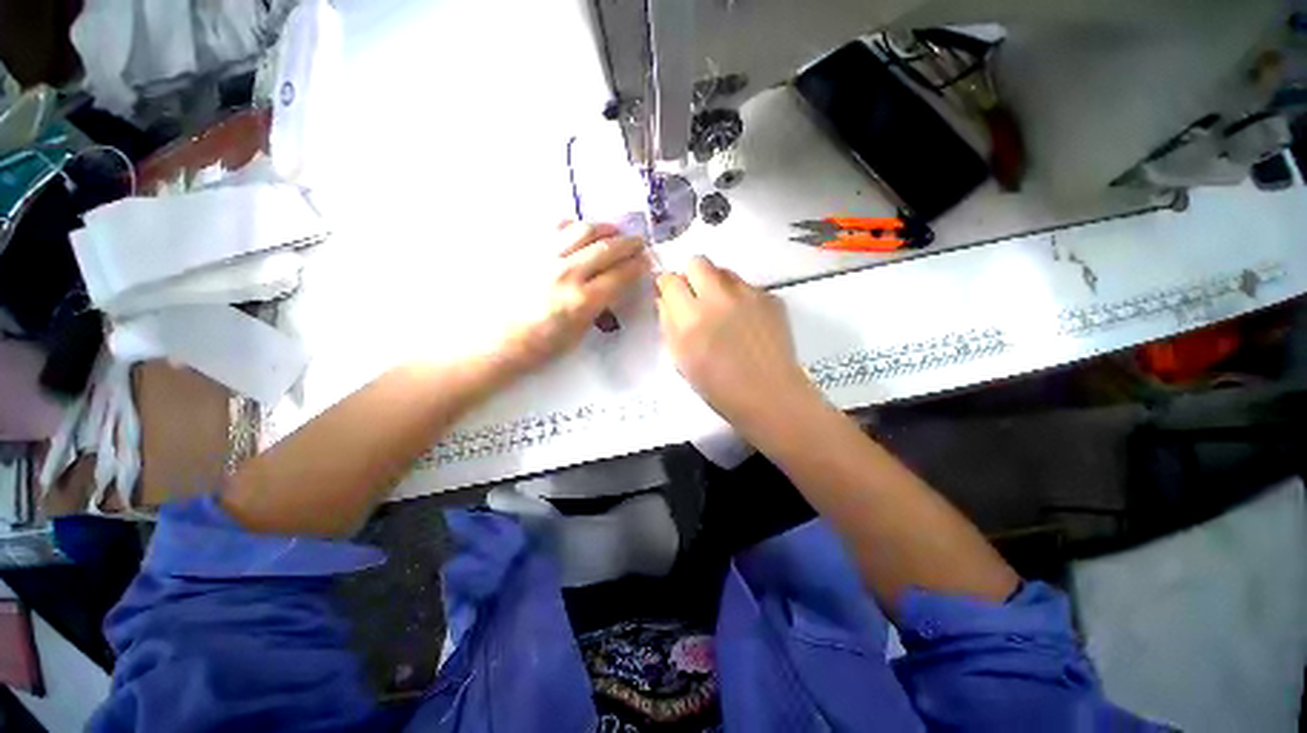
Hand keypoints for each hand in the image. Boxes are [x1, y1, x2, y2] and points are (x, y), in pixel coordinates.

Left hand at [497, 222, 648, 372]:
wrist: (497, 340)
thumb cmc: (542, 346)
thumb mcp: (580, 332)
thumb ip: (600, 305)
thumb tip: (614, 286)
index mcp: (582, 301)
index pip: (620, 275)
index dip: (638, 265)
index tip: (645, 261)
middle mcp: (566, 273)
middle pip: (607, 248)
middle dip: (629, 243)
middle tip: (638, 243)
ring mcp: (544, 257)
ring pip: (583, 229)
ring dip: (605, 228)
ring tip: (612, 232)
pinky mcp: (527, 249)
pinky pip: (554, 226)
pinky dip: (573, 225)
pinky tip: (579, 231)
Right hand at [656, 256, 819, 432]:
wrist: (770, 396)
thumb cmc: (719, 388)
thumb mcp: (681, 360)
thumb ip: (668, 324)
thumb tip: (665, 299)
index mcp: (691, 318)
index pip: (670, 280)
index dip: (667, 286)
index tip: (670, 296)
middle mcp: (719, 298)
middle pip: (697, 262)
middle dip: (691, 276)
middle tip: (695, 298)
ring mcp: (749, 295)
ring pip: (724, 271)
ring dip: (717, 285)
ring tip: (723, 311)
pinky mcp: (771, 298)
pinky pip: (747, 286)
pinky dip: (741, 298)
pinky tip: (746, 322)